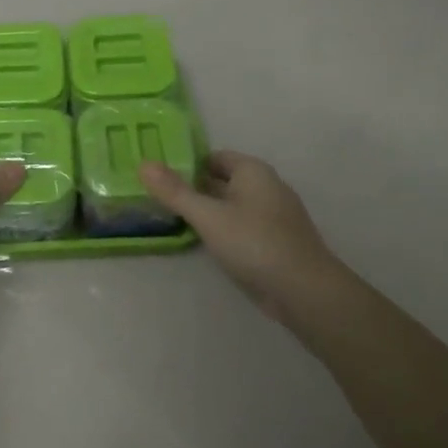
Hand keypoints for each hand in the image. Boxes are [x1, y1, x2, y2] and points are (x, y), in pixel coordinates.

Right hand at [140, 151, 353, 316]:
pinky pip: (241, 226)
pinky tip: (204, 242)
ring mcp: (273, 215)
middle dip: (193, 187)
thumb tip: (143, 163)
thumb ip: (175, 192)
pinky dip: (222, 229)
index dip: (186, 163)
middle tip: (158, 197)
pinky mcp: (275, 241)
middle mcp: (266, 186)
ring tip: (173, 219)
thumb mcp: (208, 216)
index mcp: (253, 171)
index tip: (159, 176)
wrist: (304, 291)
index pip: (214, 157)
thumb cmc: (254, 243)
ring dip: (207, 210)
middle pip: (222, 180)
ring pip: (231, 205)